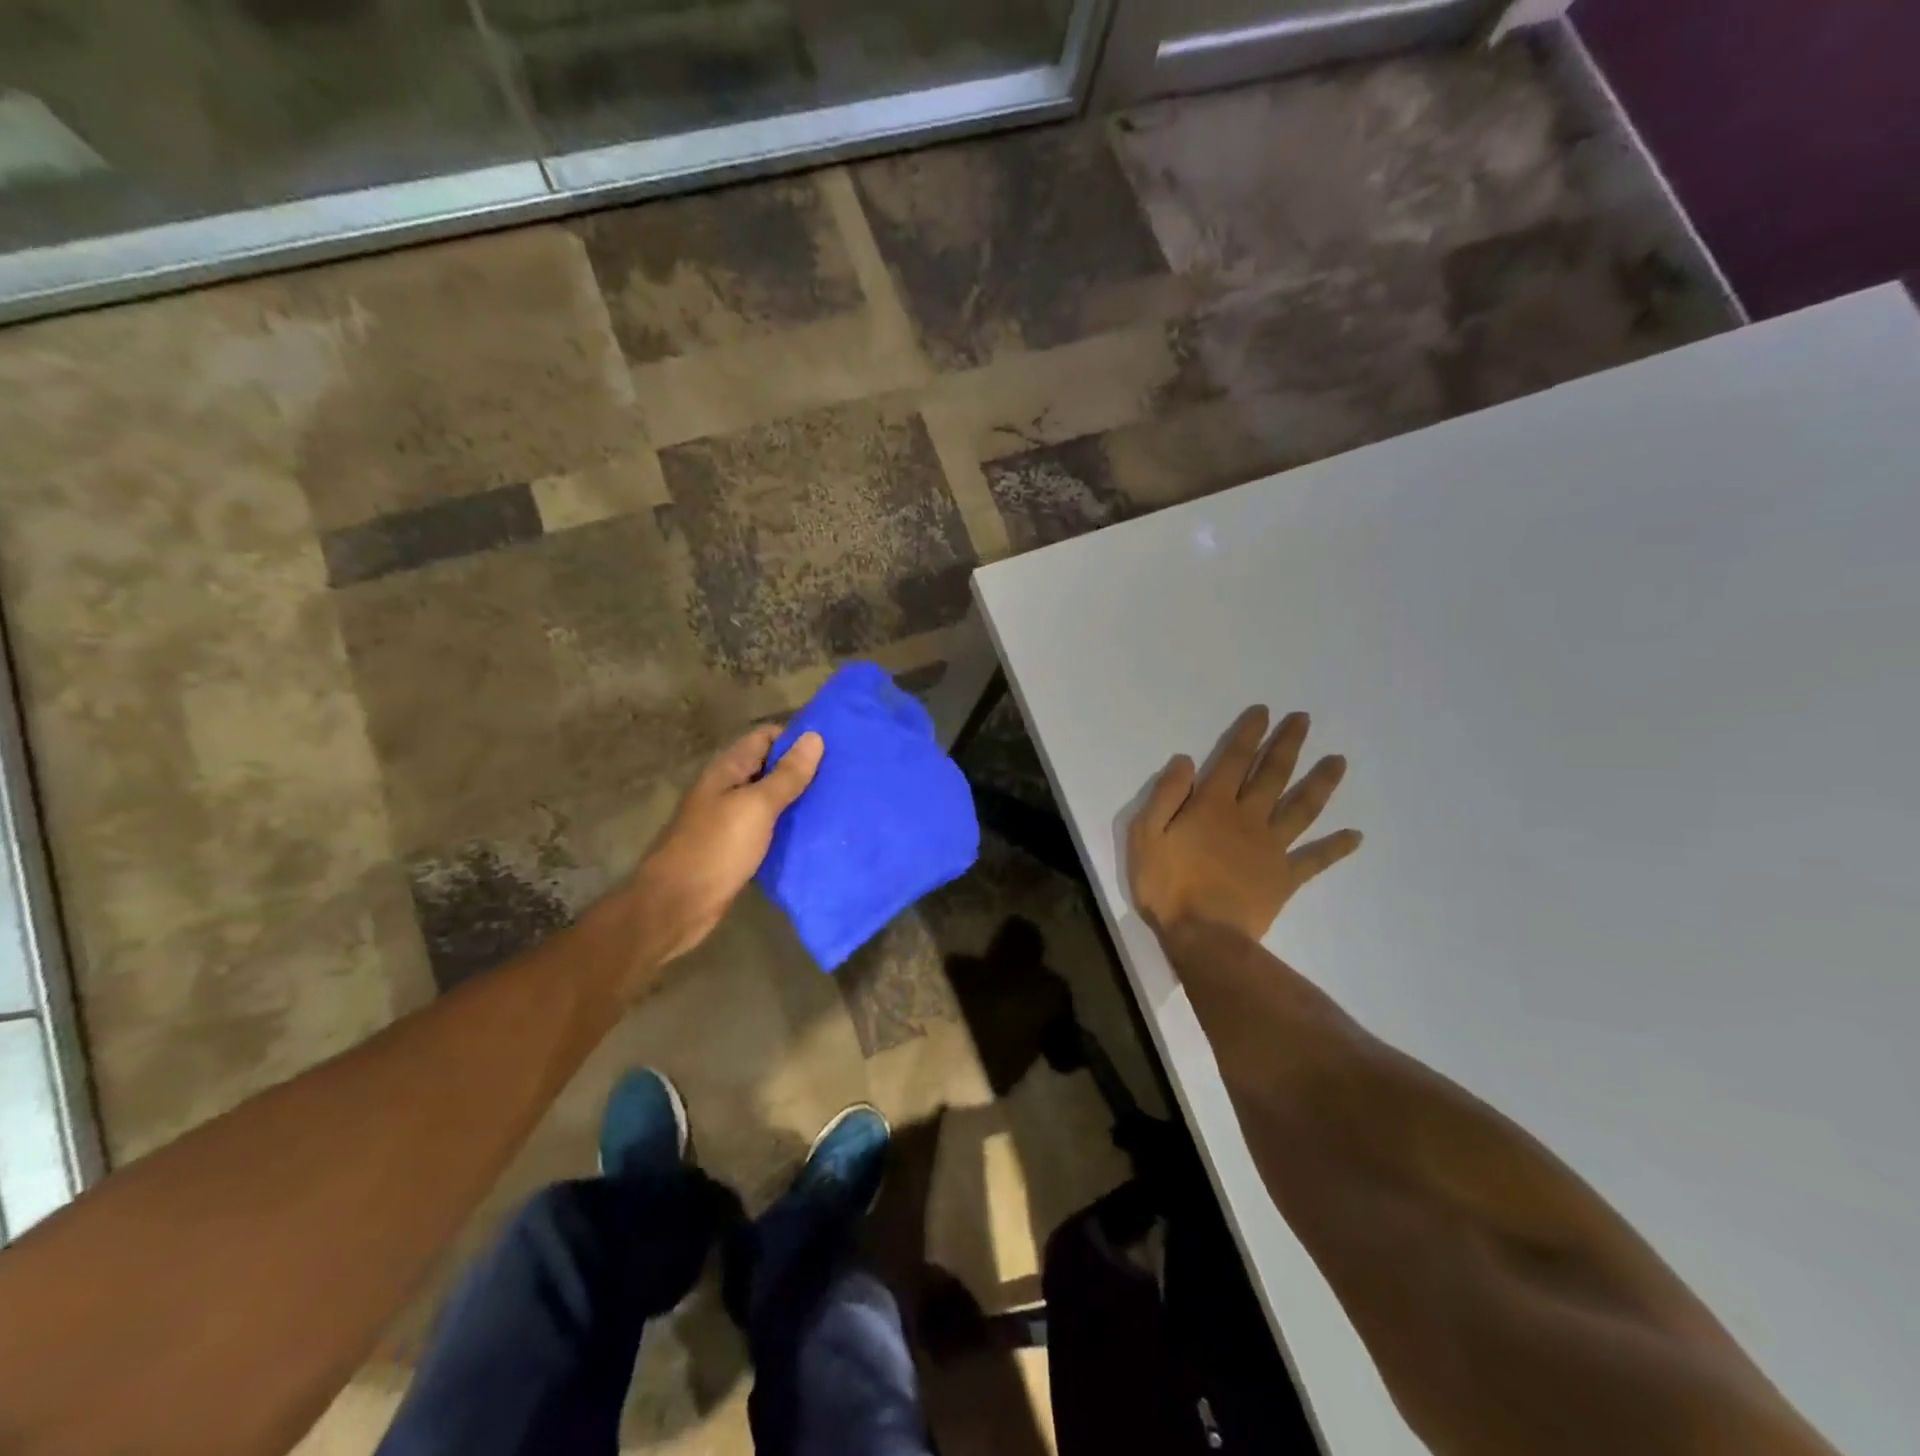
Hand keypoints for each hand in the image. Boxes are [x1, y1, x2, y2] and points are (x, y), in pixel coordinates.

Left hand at [629, 724, 823, 971]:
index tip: (834, 747)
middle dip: (803, 768)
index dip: (797, 737)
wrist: (676, 905)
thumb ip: (786, 775)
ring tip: (837, 802)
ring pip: (770, 799)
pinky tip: (814, 832)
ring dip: (798, 799)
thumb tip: (814, 737)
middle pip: (770, 767)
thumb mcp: (757, 806)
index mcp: (728, 769)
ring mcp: (730, 819)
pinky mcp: (736, 847)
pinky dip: (788, 826)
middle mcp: (728, 788)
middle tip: (843, 775)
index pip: (766, 737)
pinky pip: (768, 827)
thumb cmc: (716, 848)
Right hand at [1129, 706, 1360, 940]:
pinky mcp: (1285, 877)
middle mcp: (1248, 818)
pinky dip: (1336, 847)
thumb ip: (1165, 795)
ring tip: (1339, 761)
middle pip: (1273, 774)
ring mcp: (1271, 847)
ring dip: (1321, 782)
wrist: (1203, 937)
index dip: (1249, 734)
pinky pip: (1315, 858)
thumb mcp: (1146, 835)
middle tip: (1305, 720)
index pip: (1234, 760)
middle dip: (1288, 744)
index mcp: (1213, 805)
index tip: (1265, 712)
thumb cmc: (1167, 885)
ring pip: (1302, 807)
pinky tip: (1356, 836)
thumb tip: (1186, 761)